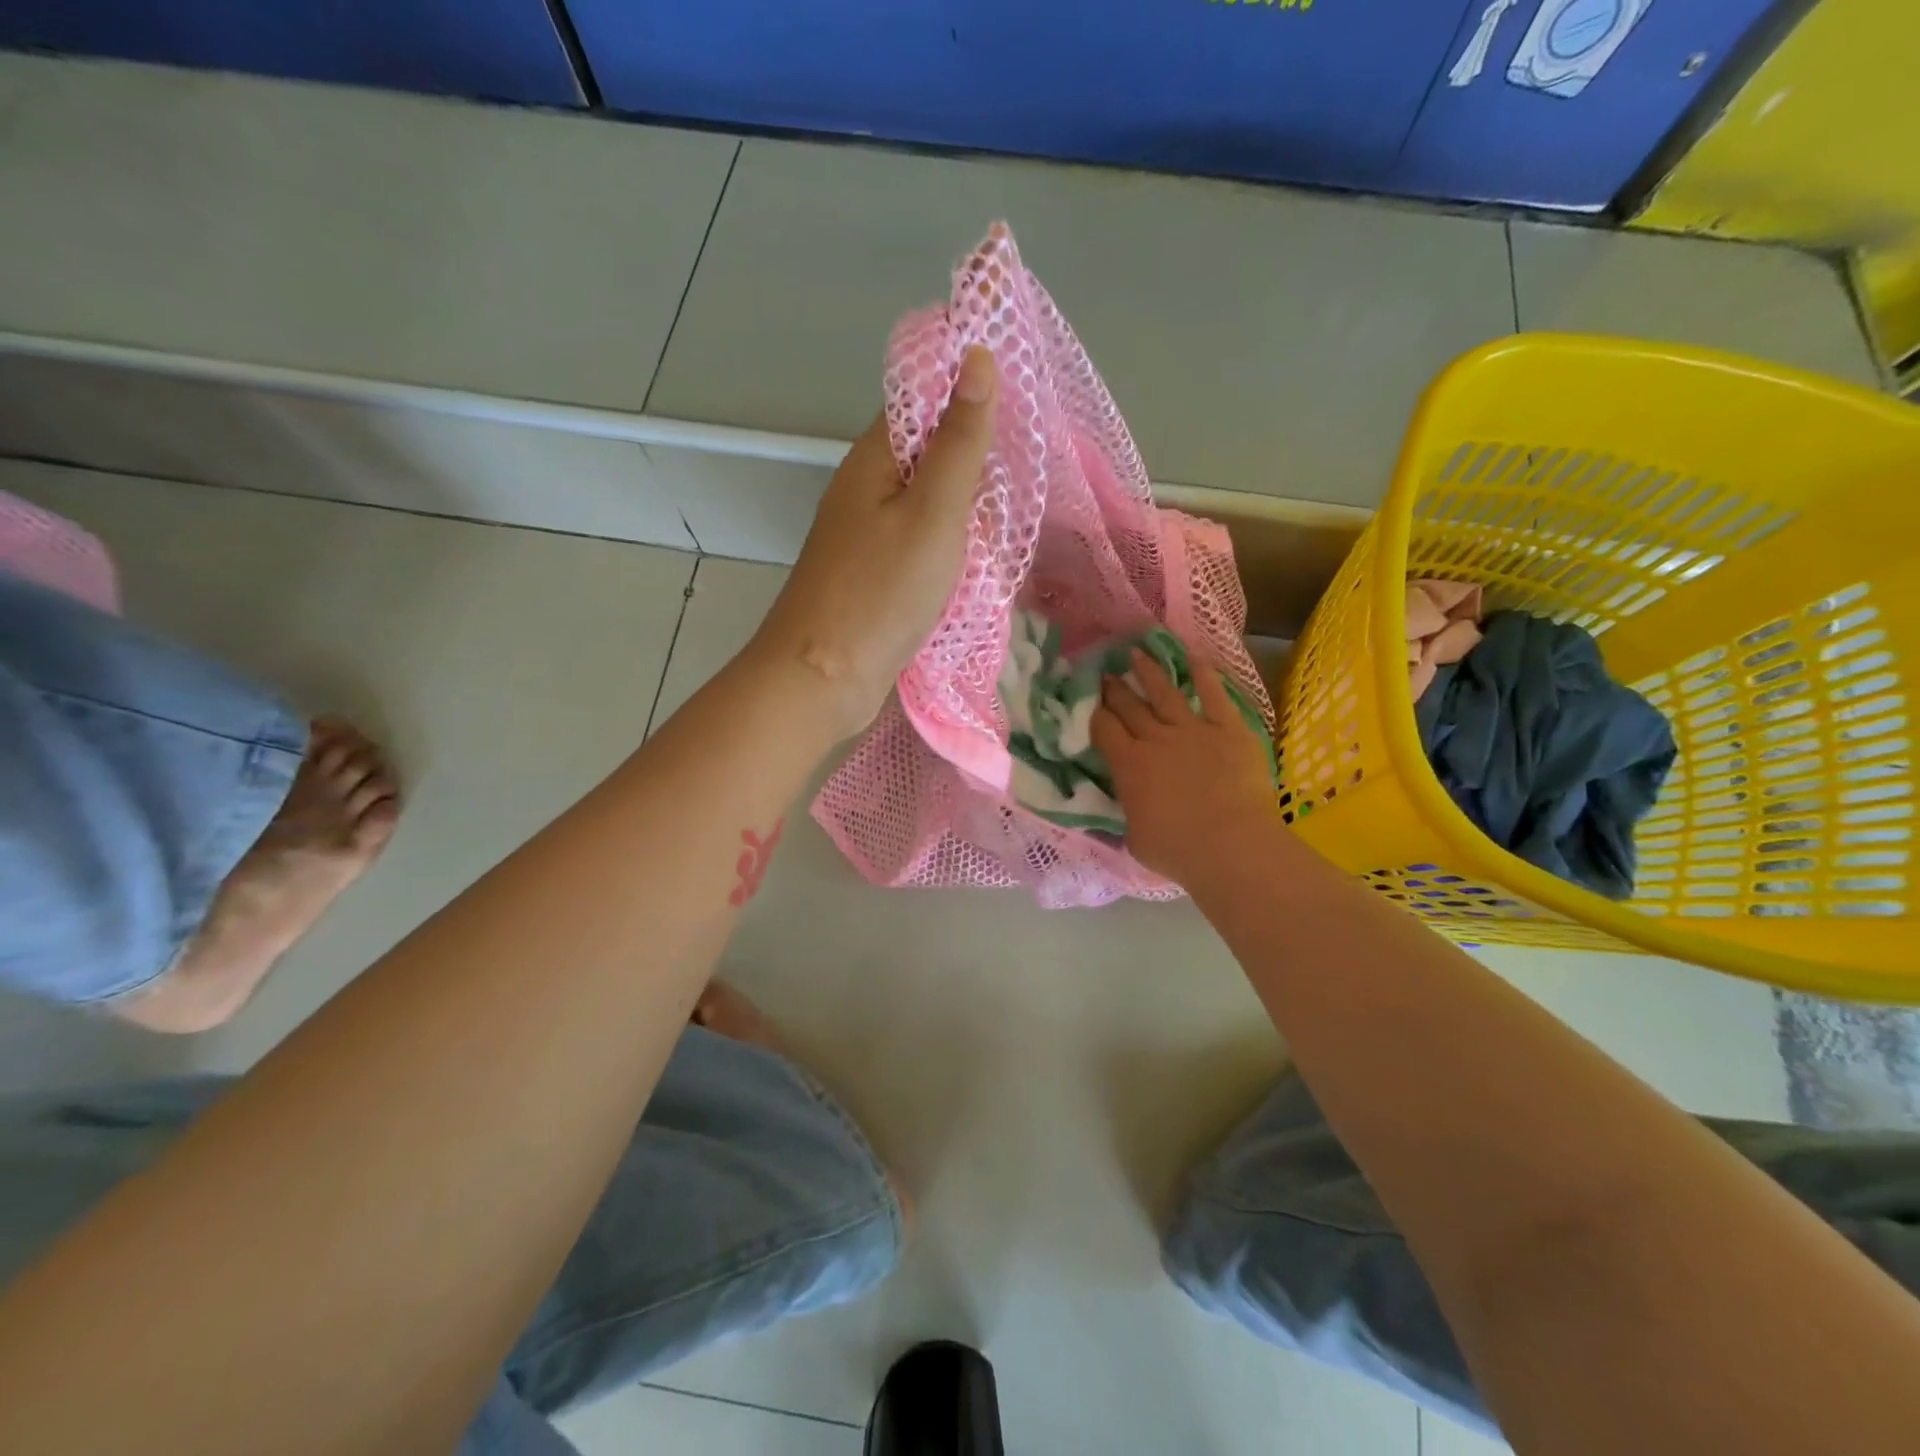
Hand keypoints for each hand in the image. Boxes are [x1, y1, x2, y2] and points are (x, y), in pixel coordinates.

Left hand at [752, 346, 997, 736]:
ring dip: (969, 511)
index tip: (1023, 410)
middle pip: (932, 454)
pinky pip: (924, 544)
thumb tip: (977, 356)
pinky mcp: (878, 574)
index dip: (971, 397)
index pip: (924, 401)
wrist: (824, 677)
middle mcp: (868, 488)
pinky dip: (954, 548)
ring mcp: (870, 534)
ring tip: (1009, 523)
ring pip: (932, 504)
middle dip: (978, 463)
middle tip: (1024, 480)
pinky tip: (980, 562)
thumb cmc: (881, 591)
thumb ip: (959, 441)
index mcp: (875, 458)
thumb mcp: (933, 512)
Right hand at [1092, 648, 1281, 886]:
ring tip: (1136, 654)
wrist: (1232, 846)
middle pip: (1129, 706)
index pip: (1103, 729)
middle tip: (1105, 672)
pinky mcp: (1228, 729)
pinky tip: (1193, 656)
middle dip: (1114, 688)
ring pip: (1164, 693)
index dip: (1092, 712)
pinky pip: (1213, 695)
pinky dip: (1203, 674)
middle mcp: (1156, 739)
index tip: (1086, 699)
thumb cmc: (1178, 851)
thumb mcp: (1134, 837)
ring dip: (1148, 672)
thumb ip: (1129, 811)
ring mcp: (1193, 730)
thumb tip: (1129, 802)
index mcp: (1129, 766)